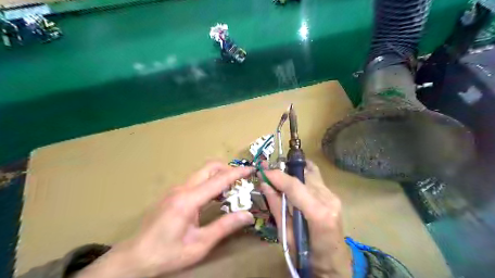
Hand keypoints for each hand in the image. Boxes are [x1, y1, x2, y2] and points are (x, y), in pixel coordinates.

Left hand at [79, 162, 254, 277]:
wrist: (134, 257)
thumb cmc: (167, 253)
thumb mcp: (199, 244)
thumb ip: (224, 227)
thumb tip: (247, 215)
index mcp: (188, 200)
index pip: (218, 180)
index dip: (237, 173)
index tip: (251, 169)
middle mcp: (182, 189)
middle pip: (209, 168)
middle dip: (228, 170)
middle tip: (241, 181)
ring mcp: (176, 190)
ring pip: (203, 173)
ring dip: (219, 177)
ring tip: (232, 191)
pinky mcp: (174, 194)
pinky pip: (197, 182)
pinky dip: (210, 184)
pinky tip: (215, 198)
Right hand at [263, 161, 351, 277]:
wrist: (334, 263)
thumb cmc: (307, 256)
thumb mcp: (286, 236)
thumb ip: (276, 207)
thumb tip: (264, 185)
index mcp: (318, 214)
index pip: (295, 186)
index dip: (277, 175)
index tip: (262, 171)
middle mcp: (328, 200)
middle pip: (303, 175)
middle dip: (284, 170)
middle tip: (268, 172)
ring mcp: (333, 196)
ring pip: (310, 173)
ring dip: (292, 172)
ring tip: (279, 177)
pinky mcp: (333, 195)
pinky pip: (314, 179)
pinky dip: (300, 178)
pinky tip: (291, 183)